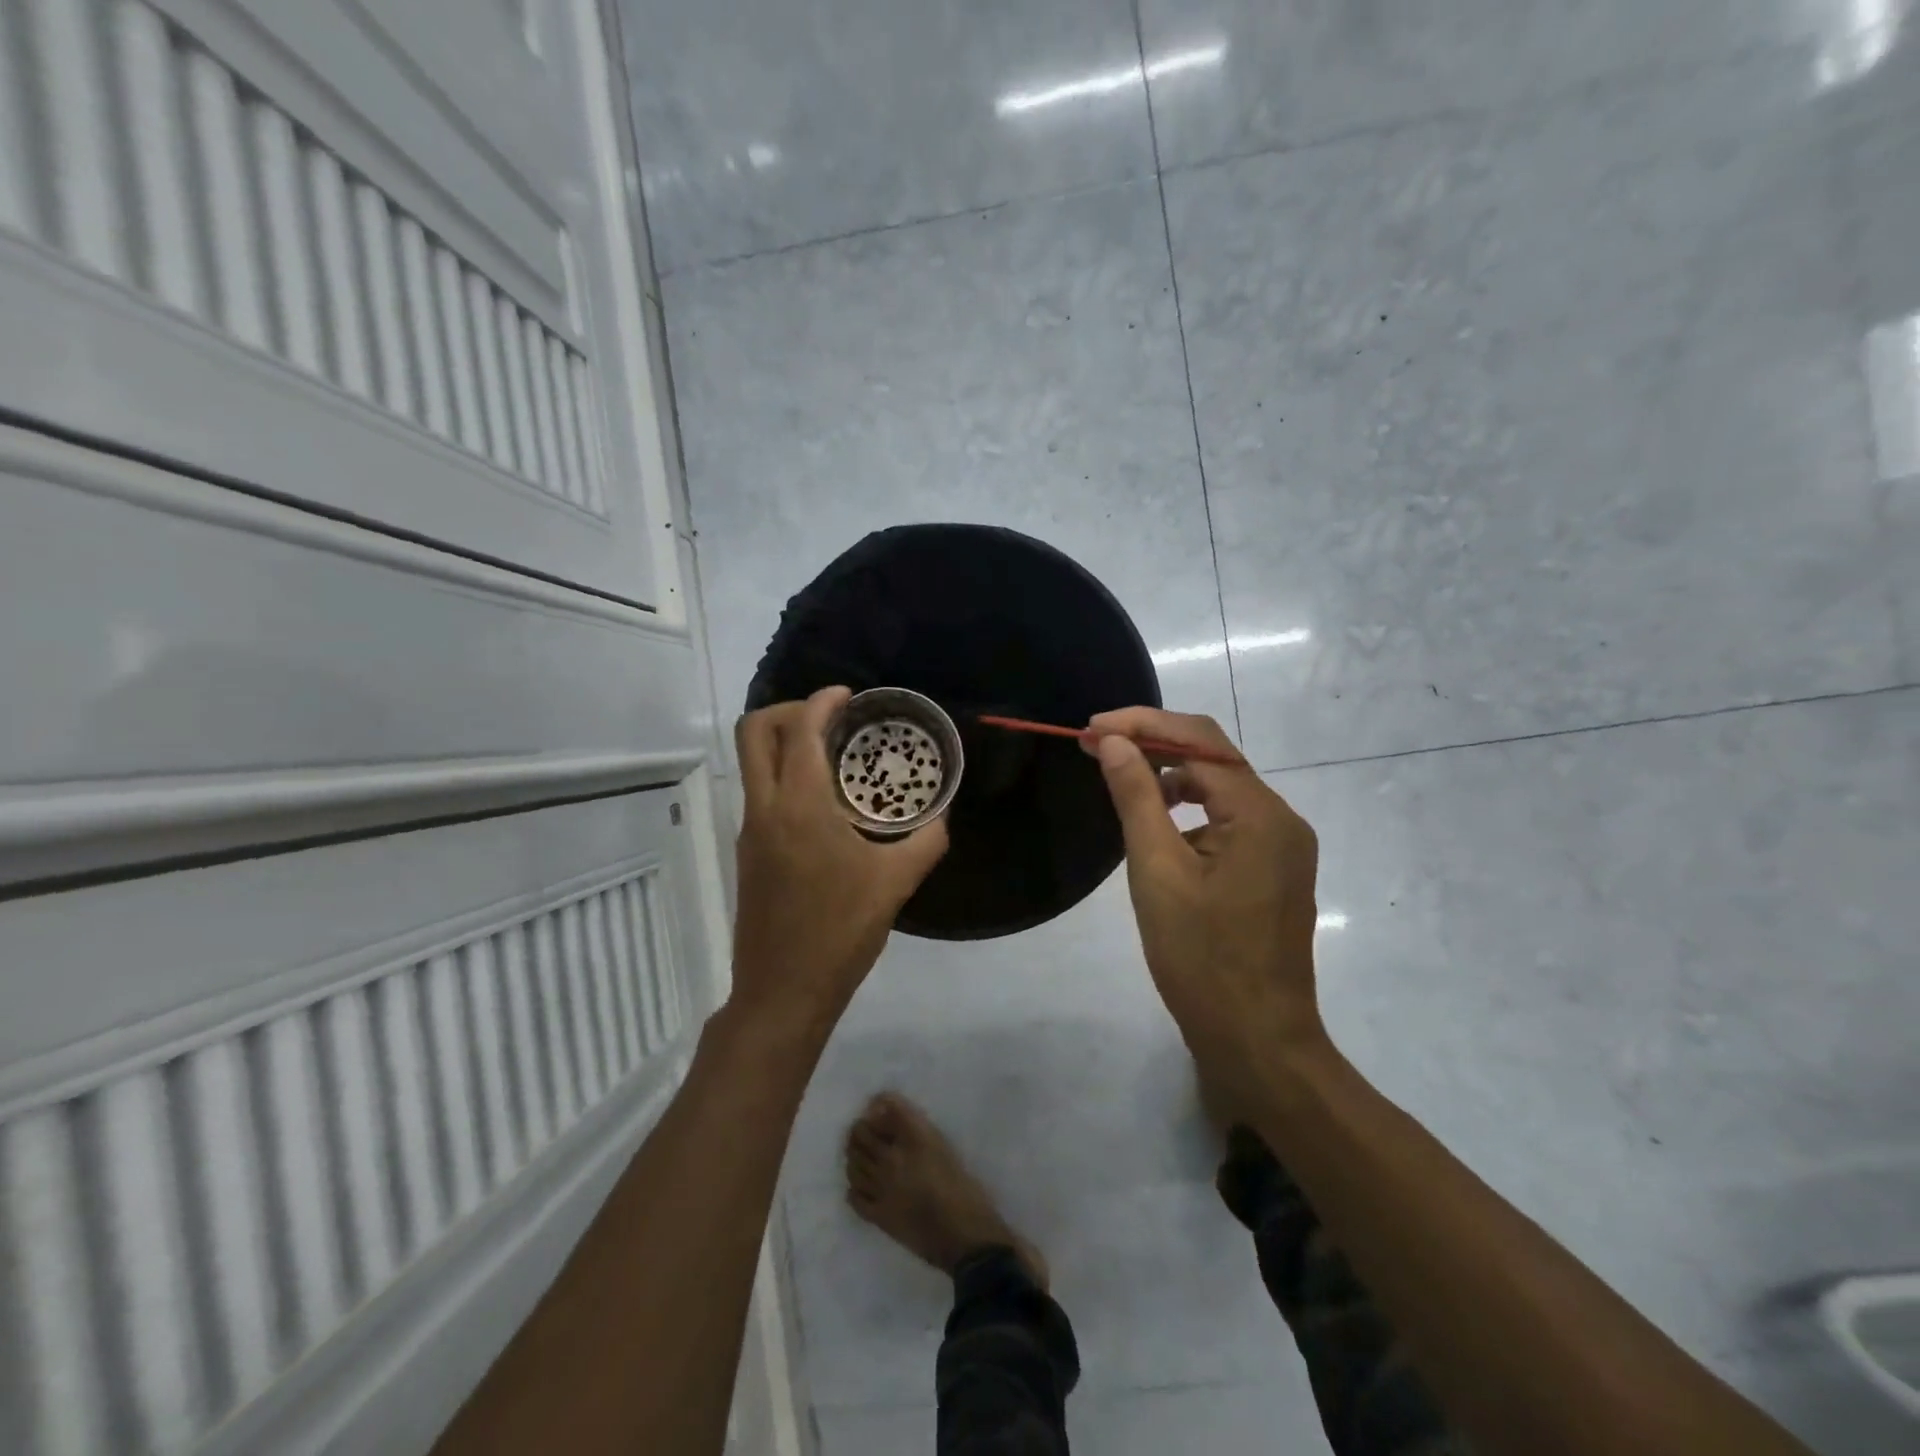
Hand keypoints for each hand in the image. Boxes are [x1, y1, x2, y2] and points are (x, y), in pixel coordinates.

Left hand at [729, 687, 948, 1036]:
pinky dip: (784, 776)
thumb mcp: (896, 883)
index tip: (849, 696)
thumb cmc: (840, 931)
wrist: (784, 990)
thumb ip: (926, 841)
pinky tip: (824, 803)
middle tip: (831, 719)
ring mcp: (750, 831)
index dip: (822, 701)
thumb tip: (942, 817)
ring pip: (753, 763)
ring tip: (833, 757)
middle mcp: (765, 808)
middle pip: (755, 732)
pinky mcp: (748, 853)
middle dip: (790, 710)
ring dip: (785, 743)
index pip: (800, 729)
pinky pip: (760, 792)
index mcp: (799, 805)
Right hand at [1087, 707, 1325, 1079]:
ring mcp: (1283, 846)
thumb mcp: (1157, 872)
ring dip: (1171, 777)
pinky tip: (1159, 829)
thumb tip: (1113, 741)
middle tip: (1096, 746)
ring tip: (1122, 781)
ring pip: (1221, 789)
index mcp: (1260, 814)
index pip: (1198, 742)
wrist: (1257, 1040)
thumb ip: (1137, 797)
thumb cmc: (1201, 958)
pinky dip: (1191, 811)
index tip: (1090, 729)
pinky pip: (1229, 820)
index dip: (1142, 726)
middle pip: (1214, 758)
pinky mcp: (1275, 870)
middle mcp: (1282, 819)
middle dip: (1154, 744)